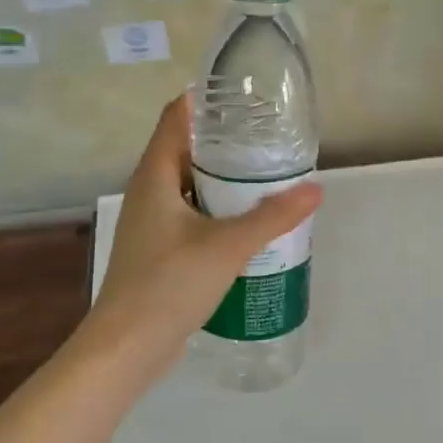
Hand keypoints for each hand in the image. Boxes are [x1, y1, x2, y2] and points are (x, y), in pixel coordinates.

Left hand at [80, 94, 322, 378]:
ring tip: (264, 176)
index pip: (175, 119)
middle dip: (223, 141)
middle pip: (184, 150)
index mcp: (154, 177)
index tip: (241, 95)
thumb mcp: (227, 246)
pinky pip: (190, 215)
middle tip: (266, 137)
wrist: (128, 347)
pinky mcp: (158, 250)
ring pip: (189, 186)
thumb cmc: (169, 284)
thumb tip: (315, 190)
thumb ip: (272, 217)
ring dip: (221, 179)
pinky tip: (246, 223)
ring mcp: (151, 224)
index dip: (203, 100)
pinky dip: (216, 209)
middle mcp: (148, 193)